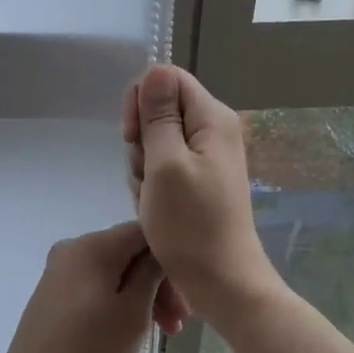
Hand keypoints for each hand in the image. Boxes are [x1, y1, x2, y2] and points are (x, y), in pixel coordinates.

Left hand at [1, 222, 169, 352]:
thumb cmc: (92, 347)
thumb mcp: (134, 310)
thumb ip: (152, 272)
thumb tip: (161, 250)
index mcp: (93, 245)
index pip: (145, 232)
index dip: (171, 258)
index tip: (187, 293)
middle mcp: (74, 246)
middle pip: (130, 252)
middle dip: (158, 283)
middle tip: (179, 322)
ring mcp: (61, 268)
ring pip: (114, 270)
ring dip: (141, 295)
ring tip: (163, 333)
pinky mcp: (55, 289)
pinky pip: (97, 283)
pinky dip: (119, 299)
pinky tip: (132, 326)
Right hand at [123, 65, 279, 317]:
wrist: (221, 282)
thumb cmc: (191, 225)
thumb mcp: (165, 165)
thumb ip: (158, 116)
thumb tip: (154, 70)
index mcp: (212, 118)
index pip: (167, 79)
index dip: (142, 102)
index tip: (132, 137)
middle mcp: (213, 131)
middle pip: (159, 111)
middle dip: (140, 142)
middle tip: (146, 176)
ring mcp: (205, 158)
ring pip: (155, 142)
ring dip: (142, 169)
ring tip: (152, 200)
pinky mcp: (197, 182)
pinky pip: (162, 168)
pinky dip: (151, 186)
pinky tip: (154, 209)